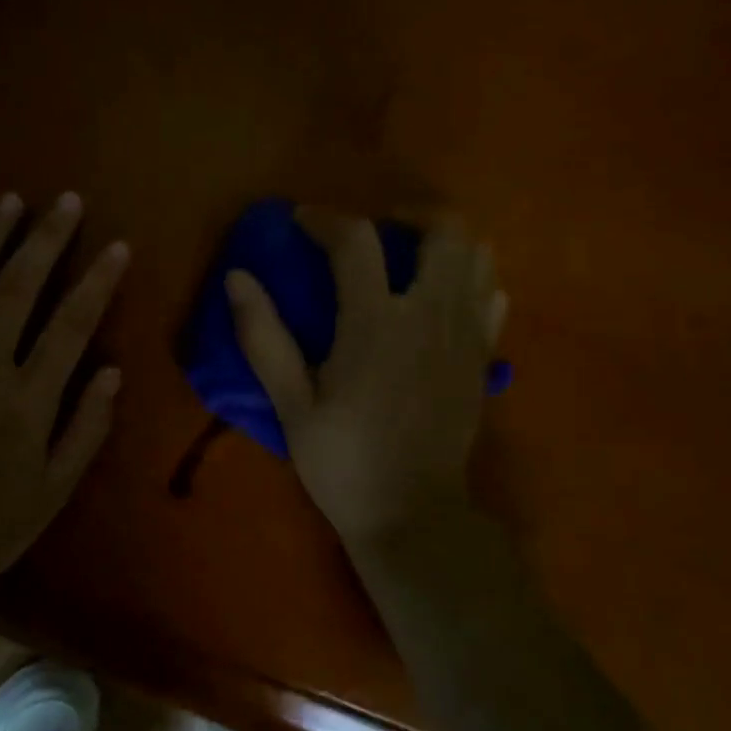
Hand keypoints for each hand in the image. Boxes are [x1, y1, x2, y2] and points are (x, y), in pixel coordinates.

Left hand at [0, 191, 128, 592]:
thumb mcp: (54, 491)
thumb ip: (86, 428)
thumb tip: (112, 371)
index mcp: (26, 402)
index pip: (70, 325)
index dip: (97, 281)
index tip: (117, 245)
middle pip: (17, 289)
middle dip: (45, 239)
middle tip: (66, 201)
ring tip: (9, 201)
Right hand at [225, 209, 505, 549]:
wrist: (413, 516)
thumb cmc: (344, 462)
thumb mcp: (292, 405)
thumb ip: (264, 337)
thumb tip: (237, 277)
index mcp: (377, 325)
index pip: (356, 241)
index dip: (325, 218)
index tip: (302, 221)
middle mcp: (431, 316)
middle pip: (445, 229)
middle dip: (410, 213)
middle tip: (377, 228)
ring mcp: (466, 336)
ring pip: (479, 255)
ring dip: (444, 242)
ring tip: (410, 257)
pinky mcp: (483, 357)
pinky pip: (492, 295)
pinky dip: (470, 279)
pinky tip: (441, 297)